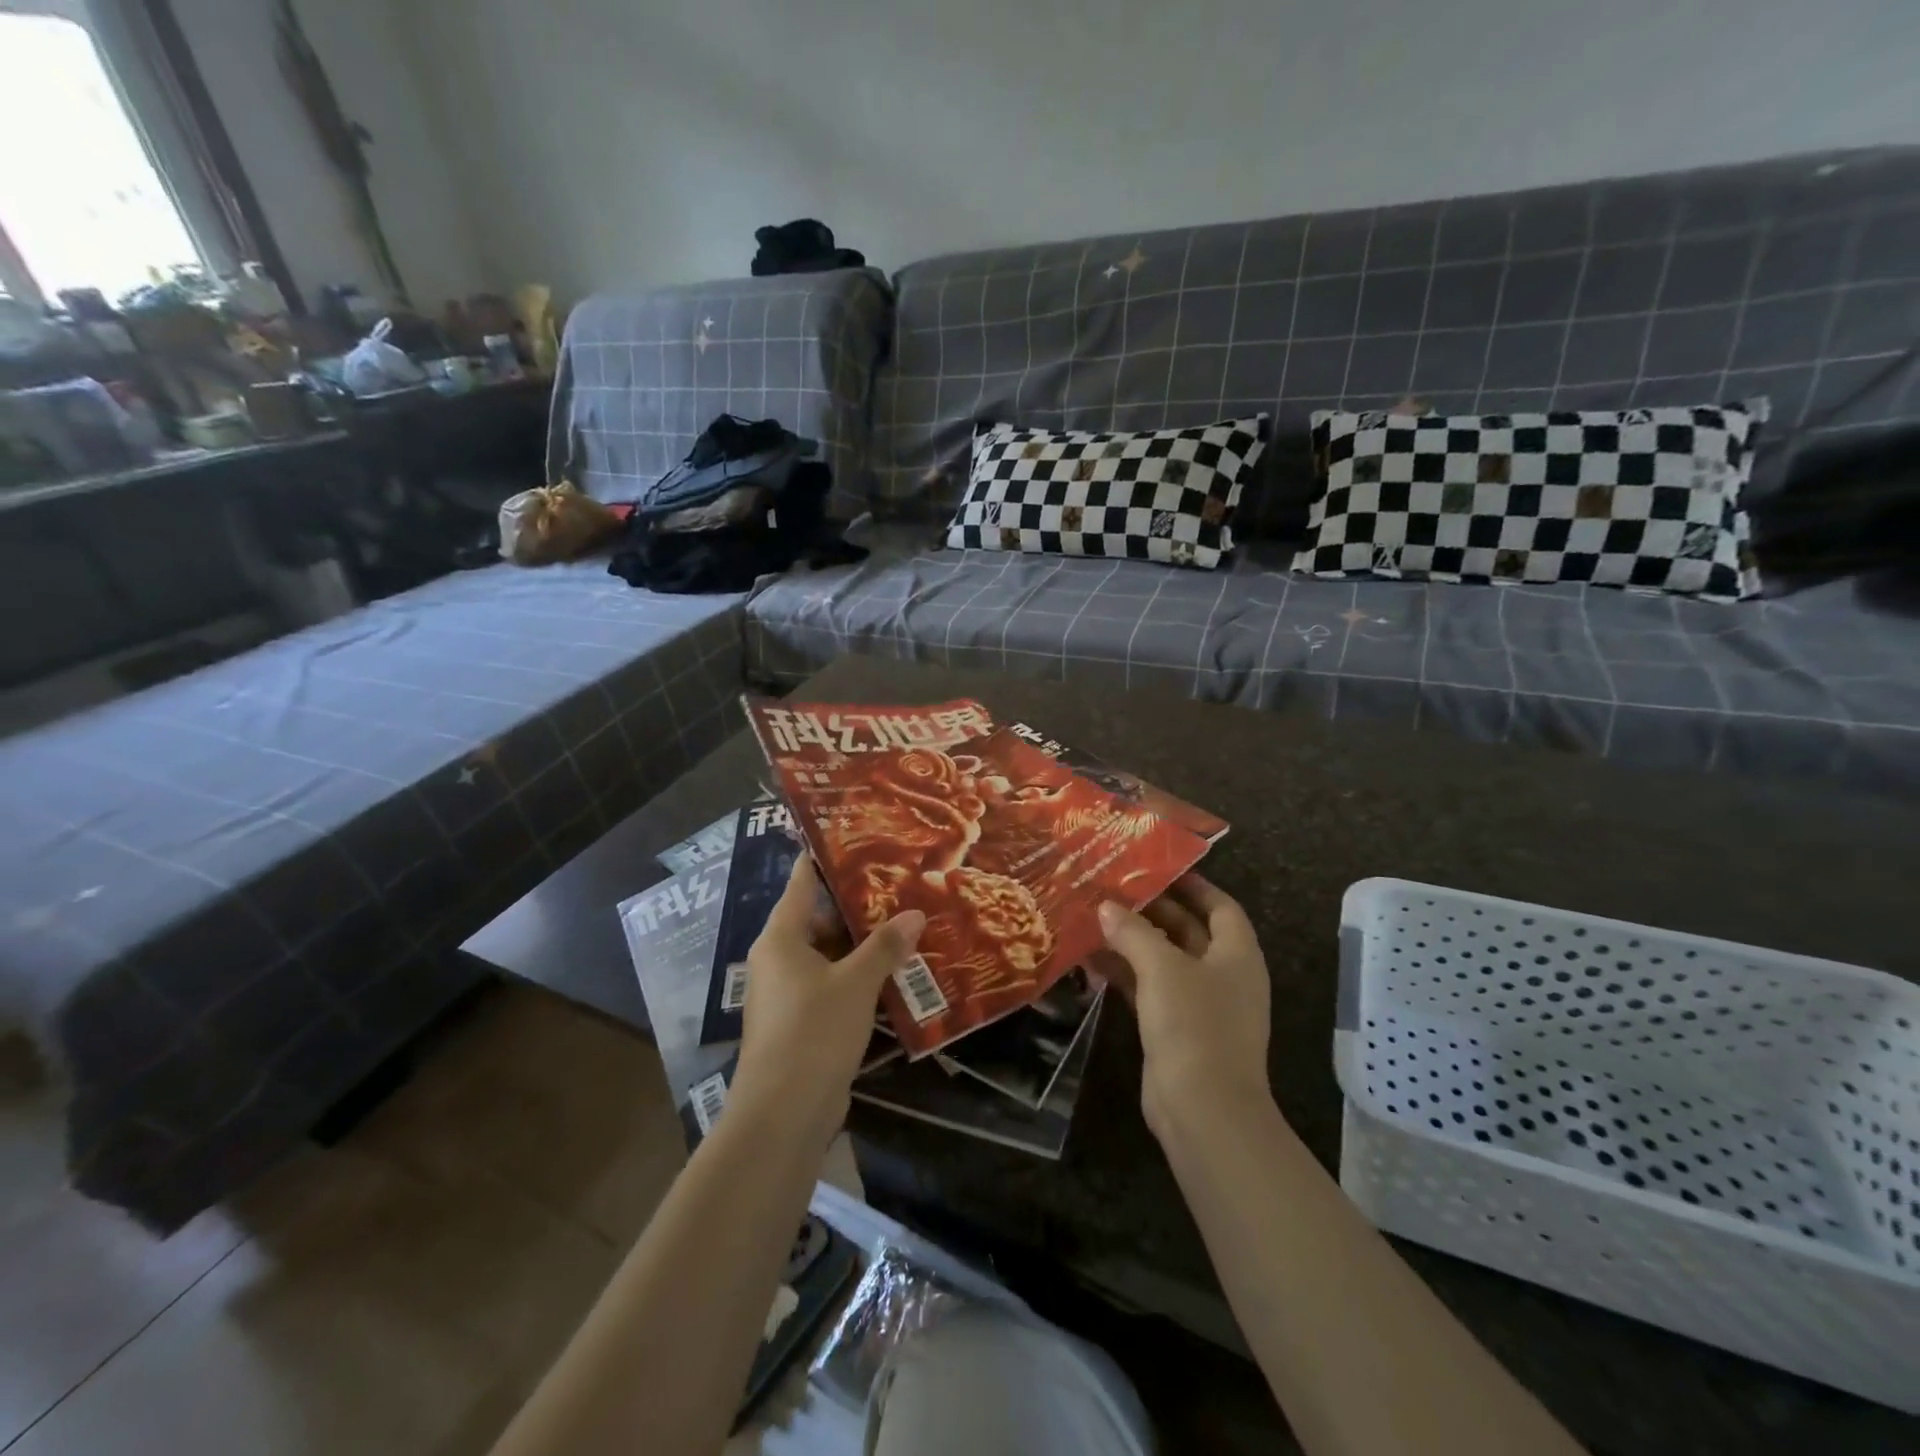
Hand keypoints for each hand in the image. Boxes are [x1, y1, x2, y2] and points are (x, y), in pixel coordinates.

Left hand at [729, 855, 926, 1139]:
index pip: (803, 882)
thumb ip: (885, 946)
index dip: (827, 859)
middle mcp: (779, 959)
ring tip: (906, 923)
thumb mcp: (855, 983)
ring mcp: (788, 993)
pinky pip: (832, 985)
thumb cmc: (814, 1031)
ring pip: (829, 954)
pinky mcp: (801, 1022)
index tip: (859, 837)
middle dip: (859, 905)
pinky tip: (894, 972)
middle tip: (900, 883)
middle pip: (819, 918)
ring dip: (862, 945)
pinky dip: (858, 976)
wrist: (783, 1113)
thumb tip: (915, 913)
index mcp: (781, 937)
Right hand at [1097, 874, 1272, 1140]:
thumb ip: (1133, 932)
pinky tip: (1091, 961)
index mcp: (1237, 954)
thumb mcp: (1162, 968)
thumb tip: (1107, 907)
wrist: (1204, 1110)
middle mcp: (1223, 975)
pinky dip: (1125, 974)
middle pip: (1189, 931)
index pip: (1220, 907)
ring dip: (1133, 942)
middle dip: (1153, 911)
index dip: (1193, 885)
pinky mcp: (1176, 1030)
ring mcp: (1200, 1005)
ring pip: (1164, 961)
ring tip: (1094, 918)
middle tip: (1113, 889)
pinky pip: (1149, 989)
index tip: (1157, 869)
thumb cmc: (1194, 1024)